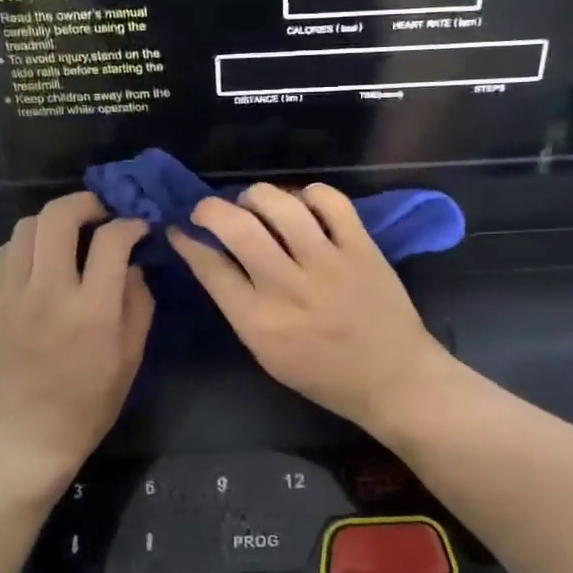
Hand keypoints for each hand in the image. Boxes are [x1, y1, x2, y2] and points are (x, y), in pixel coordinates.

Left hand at [0, 192, 152, 498]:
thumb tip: (132, 264)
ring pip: (26, 227)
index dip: (130, 224)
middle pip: (59, 217)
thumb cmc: (87, 404)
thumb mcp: (130, 357)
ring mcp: (9, 295)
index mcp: (91, 310)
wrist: (24, 438)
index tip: (137, 228)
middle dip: (85, 203)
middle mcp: (47, 292)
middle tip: (99, 213)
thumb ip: (137, 302)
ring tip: (67, 237)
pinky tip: (39, 263)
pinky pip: (4, 254)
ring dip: (52, 222)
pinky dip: (26, 246)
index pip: (112, 240)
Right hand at [169, 183, 451, 433]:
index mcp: (259, 322)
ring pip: (281, 205)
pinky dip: (310, 193)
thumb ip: (241, 309)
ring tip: (252, 201)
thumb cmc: (324, 376)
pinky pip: (331, 202)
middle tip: (208, 209)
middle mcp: (288, 287)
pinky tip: (302, 203)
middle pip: (237, 227)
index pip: (210, 268)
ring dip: (256, 195)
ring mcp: (328, 263)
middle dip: (210, 208)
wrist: (393, 379)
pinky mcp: (361, 248)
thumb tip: (217, 262)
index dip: (187, 242)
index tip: (179, 229)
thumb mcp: (268, 355)